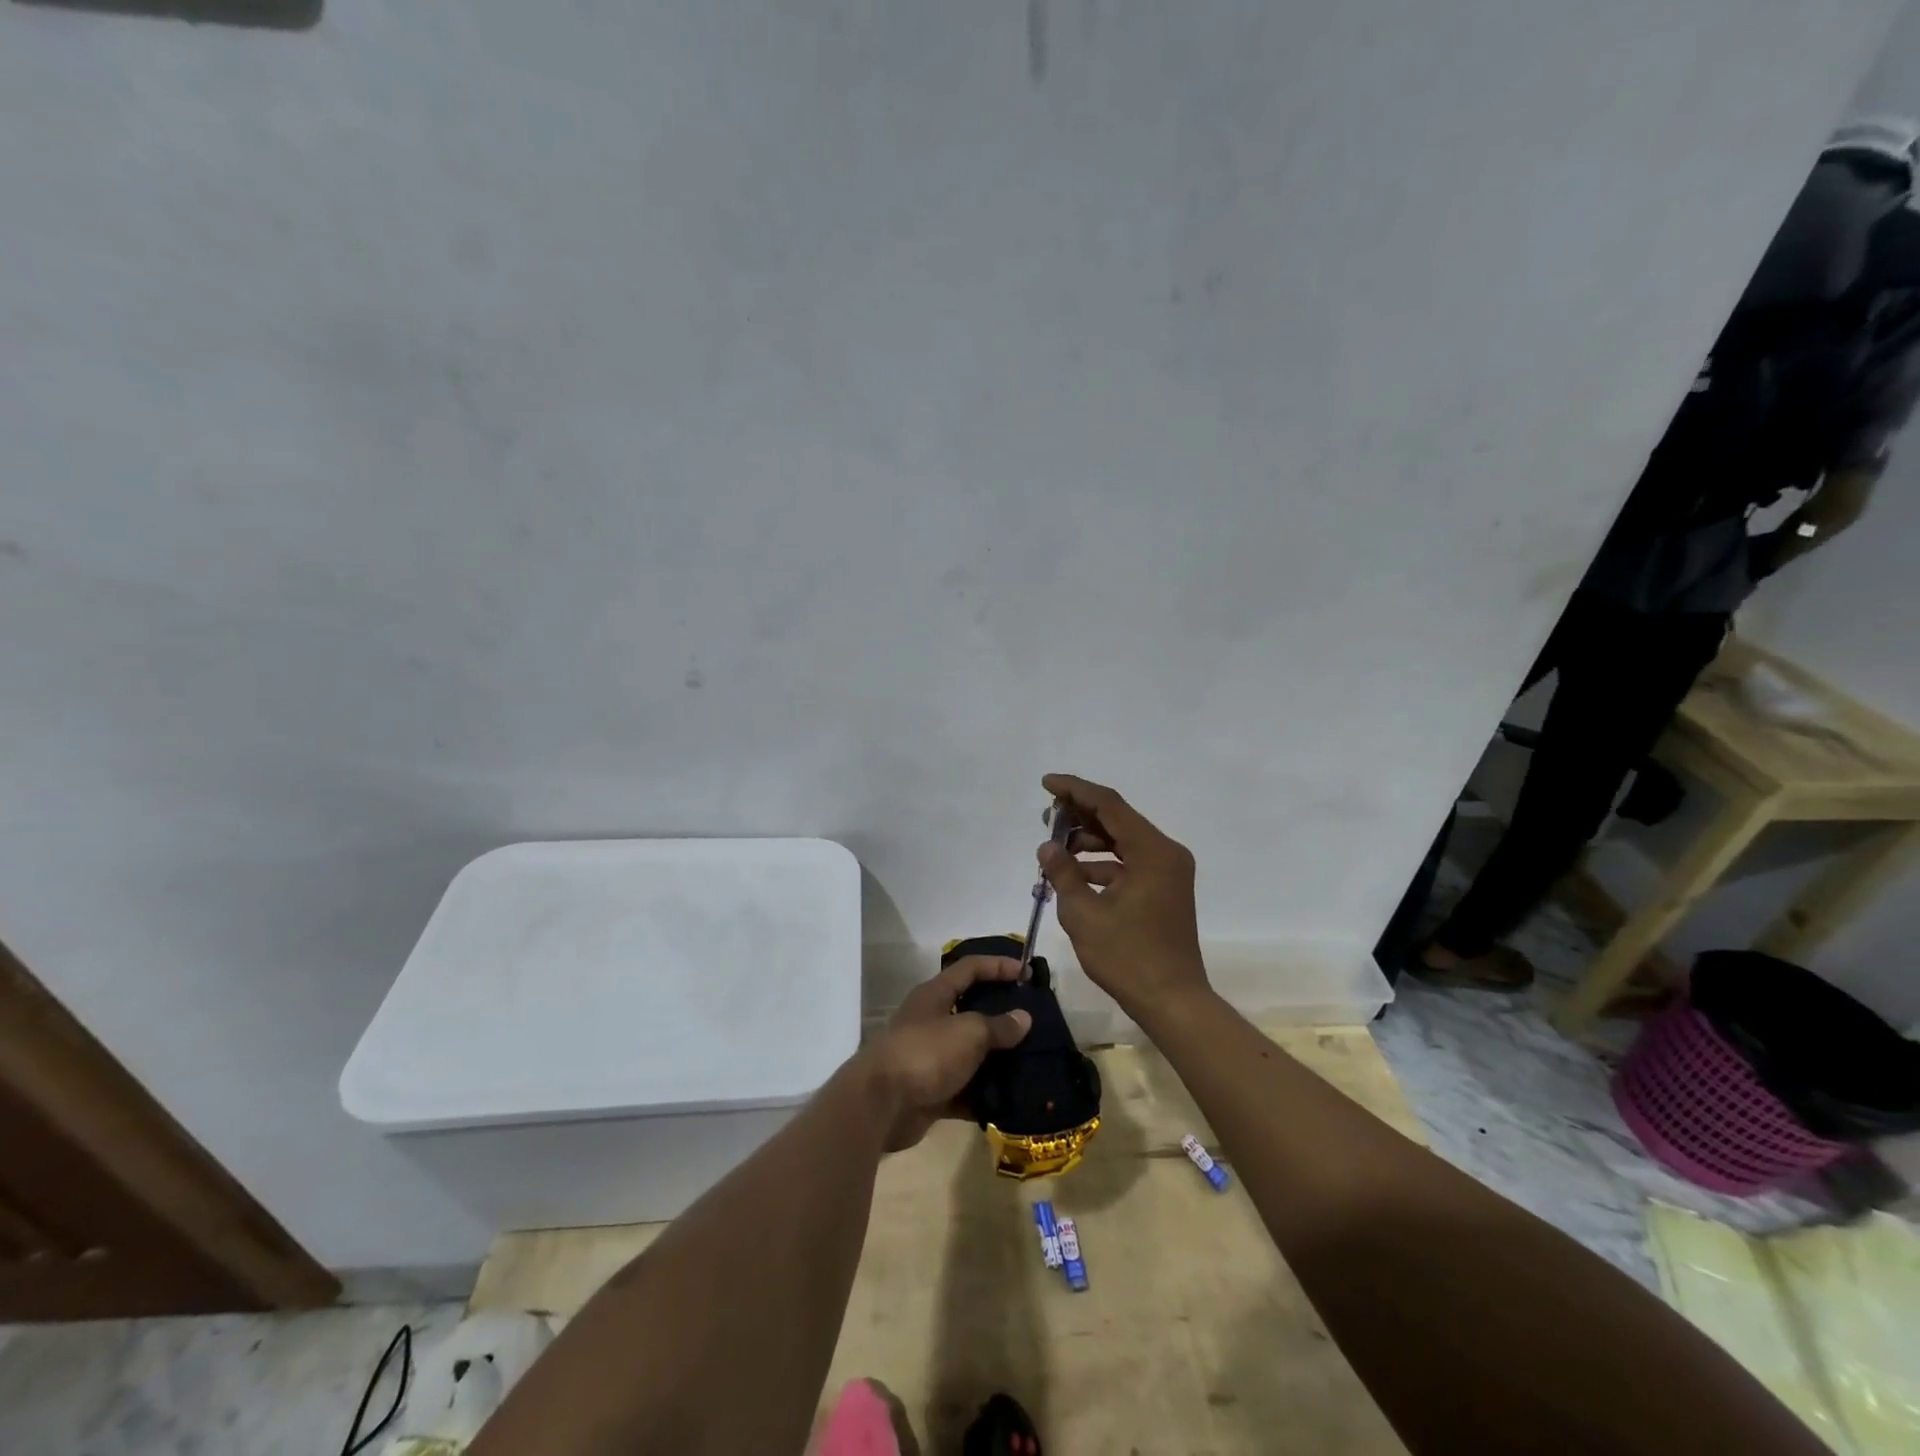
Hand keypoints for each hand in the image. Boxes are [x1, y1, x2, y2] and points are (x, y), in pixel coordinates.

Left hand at [860, 955, 1032, 1151]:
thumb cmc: (926, 1053)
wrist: (882, 1104)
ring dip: (997, 1060)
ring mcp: (931, 1058)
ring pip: (971, 1053)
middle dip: (1002, 1016)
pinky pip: (966, 1090)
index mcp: (935, 995)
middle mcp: (932, 1021)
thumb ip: (998, 1025)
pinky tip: (1013, 1100)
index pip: (970, 968)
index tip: (1027, 972)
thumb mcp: (968, 1032)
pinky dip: (985, 1095)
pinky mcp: (932, 1091)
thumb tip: (1023, 1018)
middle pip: (972, 1011)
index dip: (998, 966)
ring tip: (1033, 1062)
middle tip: (1035, 1022)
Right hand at [1037, 773, 1210, 1020]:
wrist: (1172, 1001)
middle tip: (1046, 816)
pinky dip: (1102, 863)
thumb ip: (1063, 873)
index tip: (1047, 784)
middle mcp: (1166, 853)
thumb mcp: (1084, 914)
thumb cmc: (1128, 957)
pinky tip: (1074, 874)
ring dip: (1089, 840)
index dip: (1075, 790)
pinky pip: (1129, 862)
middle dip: (1080, 814)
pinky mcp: (1164, 889)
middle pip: (1118, 819)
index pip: (1109, 805)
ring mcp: (1168, 872)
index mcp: (1153, 851)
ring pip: (1123, 841)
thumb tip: (1048, 846)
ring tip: (1054, 848)